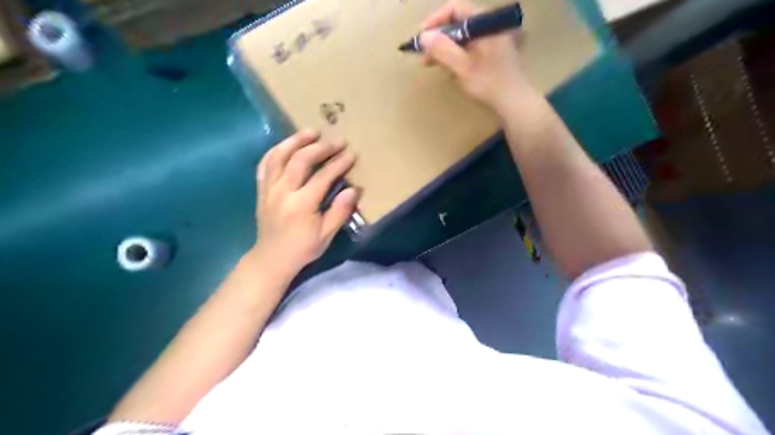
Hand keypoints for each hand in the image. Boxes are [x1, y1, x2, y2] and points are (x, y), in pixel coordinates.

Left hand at [257, 130, 361, 276]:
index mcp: (301, 205)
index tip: (351, 155)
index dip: (338, 164)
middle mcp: (283, 192)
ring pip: (279, 156)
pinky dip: (276, 151)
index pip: (322, 177)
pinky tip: (287, 145)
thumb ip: (339, 211)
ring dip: (295, 141)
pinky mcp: (261, 189)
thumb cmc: (302, 248)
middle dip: (320, 148)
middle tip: (336, 141)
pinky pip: (265, 164)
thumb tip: (354, 190)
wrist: (272, 258)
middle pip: (300, 160)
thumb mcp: (326, 235)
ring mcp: (269, 189)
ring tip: (311, 132)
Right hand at [418, 0, 532, 113]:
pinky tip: (449, 70)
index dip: (435, 20)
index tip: (421, 38)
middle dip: (438, 39)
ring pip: (462, 37)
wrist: (515, 102)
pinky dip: (456, 56)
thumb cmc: (489, 83)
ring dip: (445, 49)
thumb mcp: (463, 67)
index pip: (455, 9)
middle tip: (423, 56)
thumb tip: (423, 36)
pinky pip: (469, 48)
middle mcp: (488, 27)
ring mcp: (491, 40)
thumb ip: (443, 49)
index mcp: (484, 24)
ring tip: (432, 64)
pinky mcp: (492, 53)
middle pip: (457, 23)